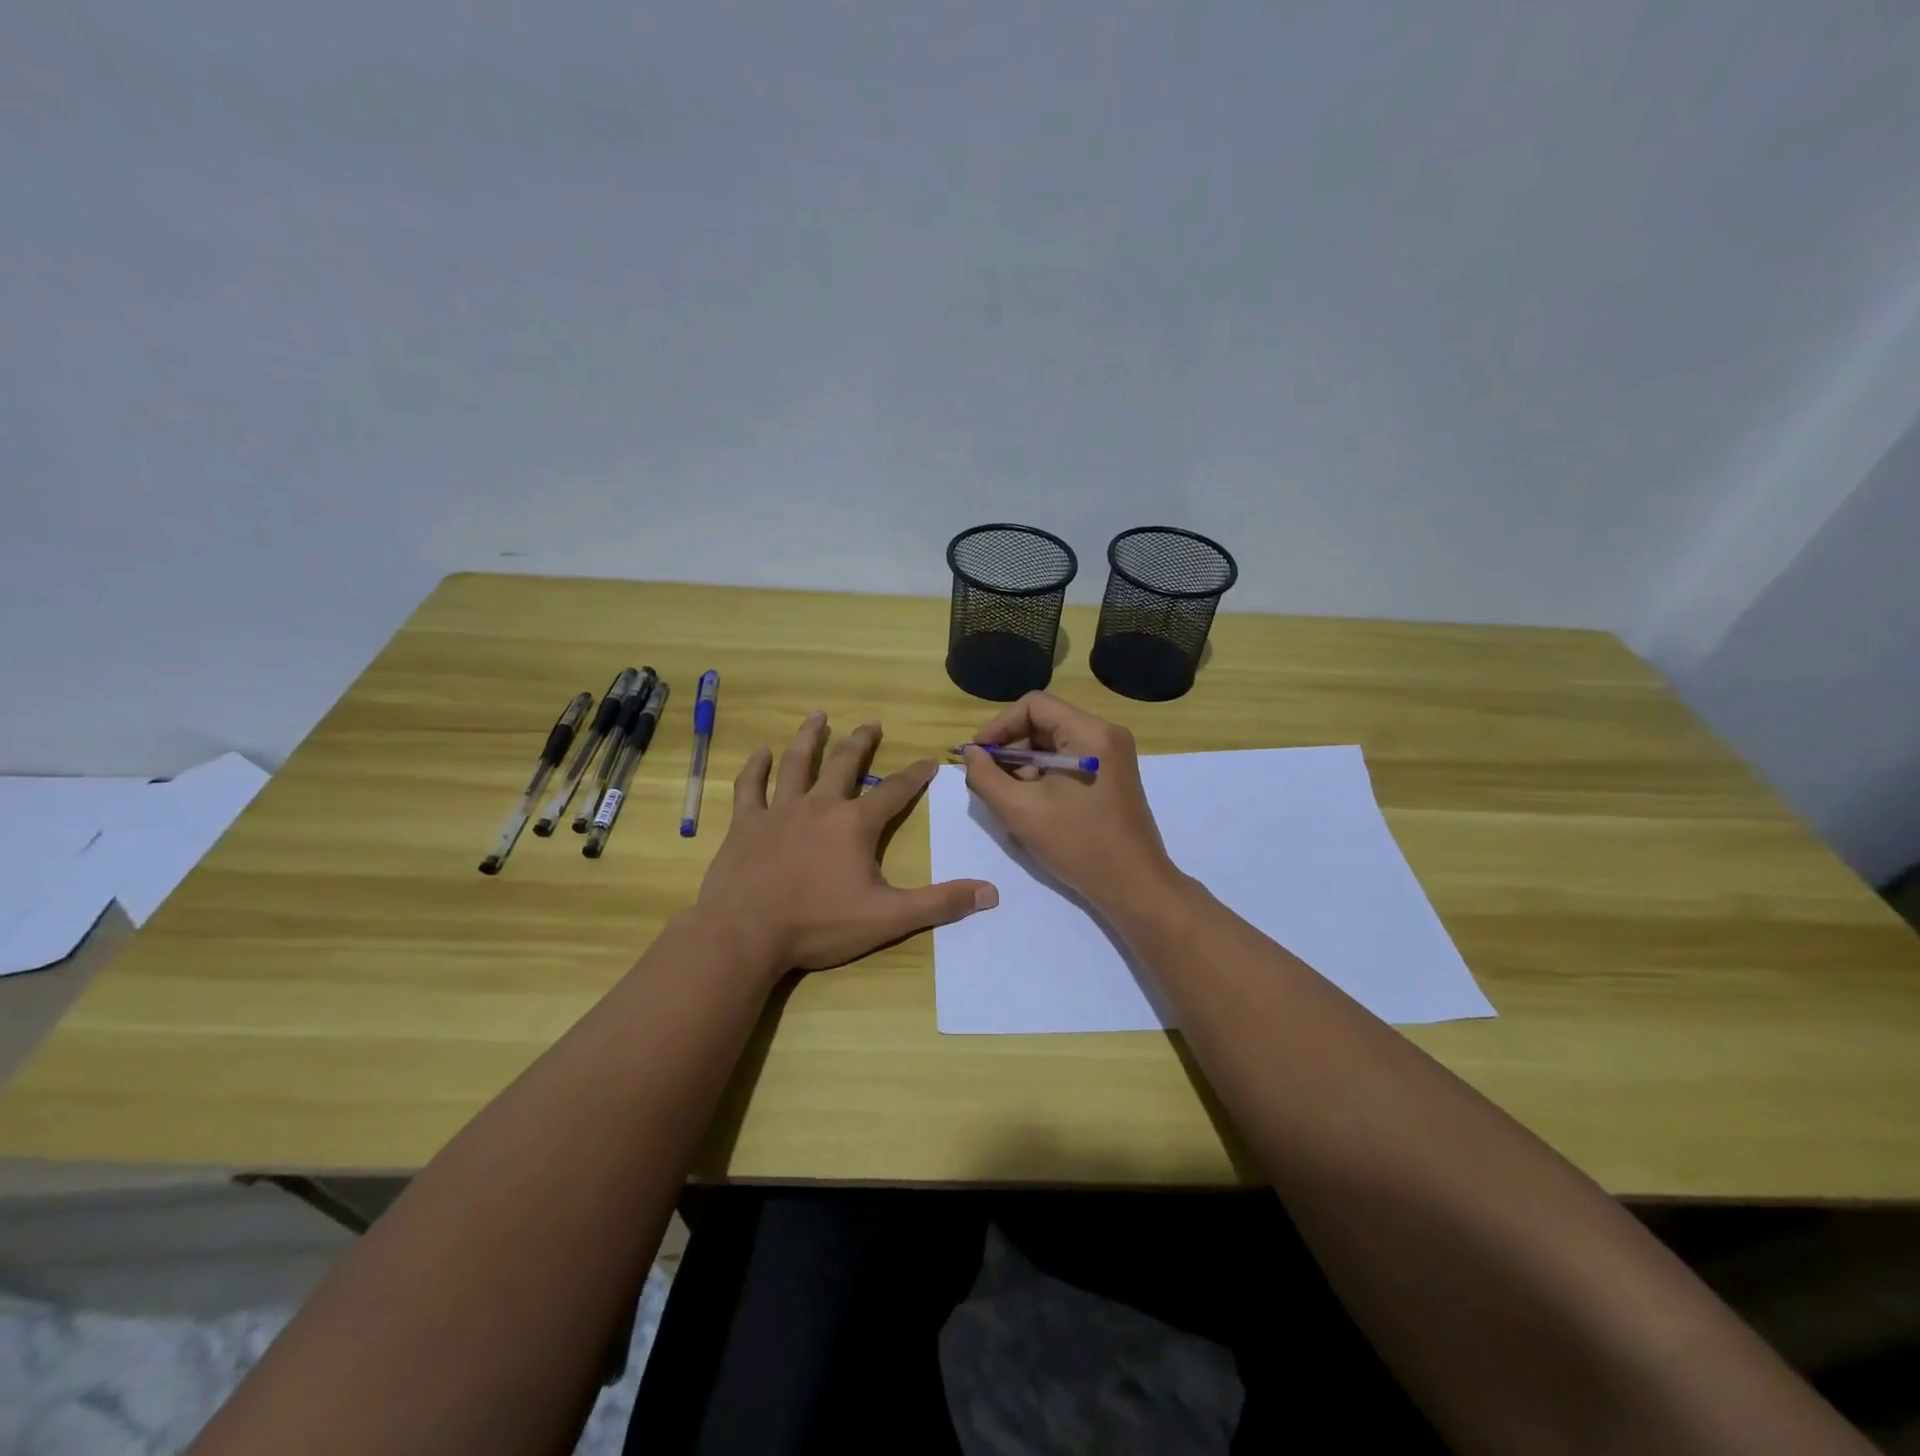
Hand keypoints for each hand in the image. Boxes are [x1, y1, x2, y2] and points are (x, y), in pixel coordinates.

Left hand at [696, 712, 998, 975]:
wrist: (745, 934)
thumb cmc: (819, 925)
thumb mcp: (888, 918)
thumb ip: (939, 904)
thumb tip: (991, 893)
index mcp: (855, 824)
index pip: (894, 791)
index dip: (915, 775)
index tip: (930, 761)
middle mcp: (820, 806)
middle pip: (845, 764)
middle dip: (861, 742)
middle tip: (871, 722)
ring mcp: (779, 811)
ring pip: (797, 763)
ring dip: (810, 738)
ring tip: (817, 716)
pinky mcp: (745, 824)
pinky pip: (750, 787)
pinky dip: (755, 768)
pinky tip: (759, 752)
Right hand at [960, 692, 1179, 916]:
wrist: (1133, 886)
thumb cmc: (1078, 845)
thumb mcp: (1020, 810)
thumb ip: (986, 776)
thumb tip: (972, 753)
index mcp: (1090, 733)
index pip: (1033, 705)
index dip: (999, 726)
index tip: (978, 755)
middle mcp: (1106, 734)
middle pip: (1044, 722)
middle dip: (1012, 748)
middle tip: (991, 780)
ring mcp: (1113, 754)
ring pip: (1054, 743)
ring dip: (1026, 764)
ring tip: (1011, 798)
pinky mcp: (1113, 775)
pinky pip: (1069, 760)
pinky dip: (1045, 775)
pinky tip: (1033, 805)